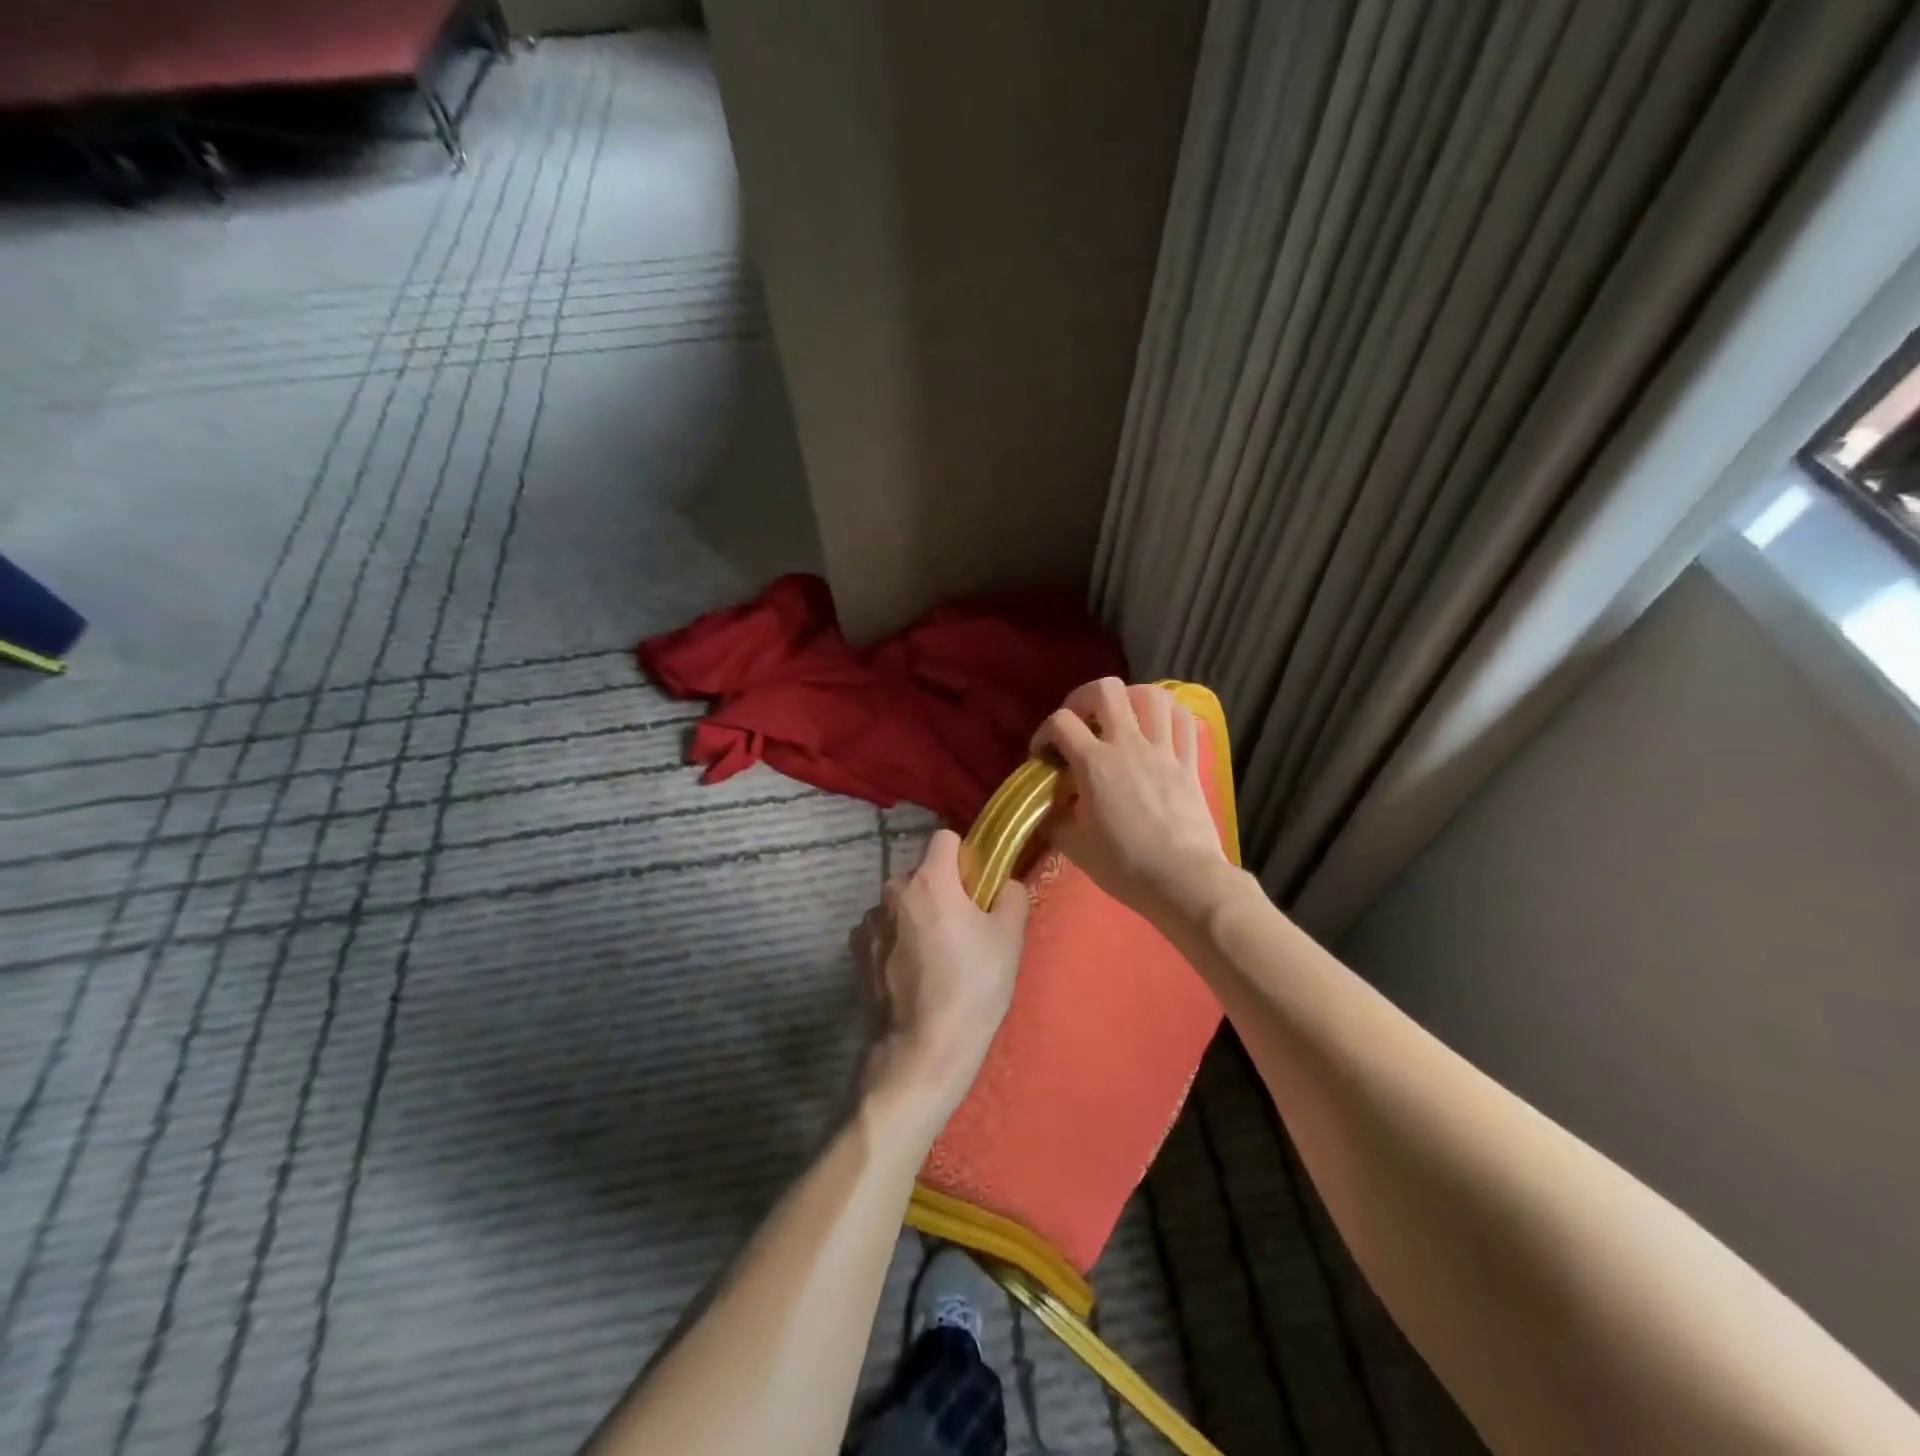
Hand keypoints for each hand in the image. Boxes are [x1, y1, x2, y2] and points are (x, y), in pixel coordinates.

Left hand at [850, 829, 1029, 1121]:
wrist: (922, 1051)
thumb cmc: (972, 987)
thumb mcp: (1009, 939)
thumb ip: (1011, 896)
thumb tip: (1004, 883)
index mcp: (930, 880)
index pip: (945, 838)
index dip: (965, 856)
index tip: (977, 885)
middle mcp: (892, 891)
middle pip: (923, 875)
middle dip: (942, 891)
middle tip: (964, 930)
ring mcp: (869, 923)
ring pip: (902, 905)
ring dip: (917, 917)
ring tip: (936, 959)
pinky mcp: (857, 952)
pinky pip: (884, 931)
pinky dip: (897, 941)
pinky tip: (912, 975)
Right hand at [1031, 677, 1232, 927]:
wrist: (1183, 881)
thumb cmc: (1125, 866)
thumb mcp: (1076, 847)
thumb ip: (1055, 820)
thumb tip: (1048, 808)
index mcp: (1094, 764)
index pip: (1060, 722)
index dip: (1045, 732)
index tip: (1044, 755)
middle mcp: (1127, 745)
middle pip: (1106, 690)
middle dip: (1085, 698)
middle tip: (1080, 721)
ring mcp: (1163, 750)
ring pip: (1151, 696)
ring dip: (1131, 699)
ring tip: (1121, 718)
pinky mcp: (1189, 762)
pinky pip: (1183, 720)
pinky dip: (1168, 714)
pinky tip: (1157, 727)